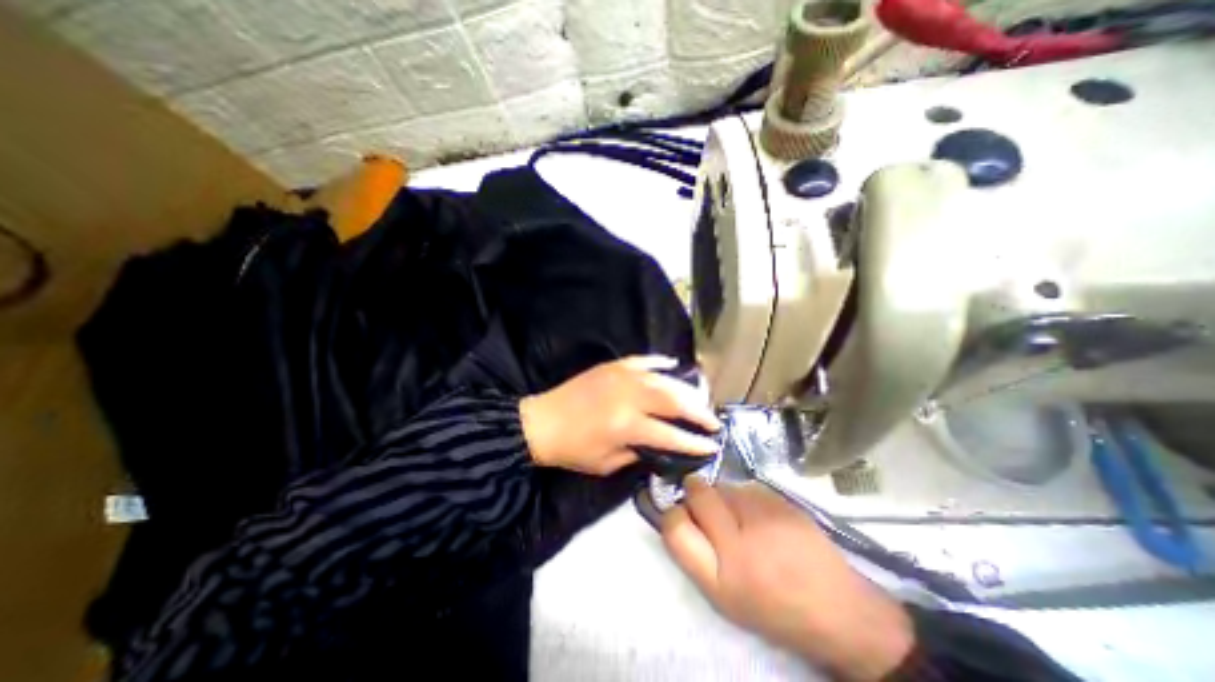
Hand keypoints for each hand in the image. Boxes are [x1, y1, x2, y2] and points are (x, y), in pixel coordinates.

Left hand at [520, 354, 717, 477]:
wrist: (542, 422)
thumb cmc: (572, 450)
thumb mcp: (606, 464)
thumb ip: (638, 453)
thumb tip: (660, 445)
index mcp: (626, 425)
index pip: (670, 434)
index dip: (694, 442)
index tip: (712, 446)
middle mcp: (629, 397)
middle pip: (674, 400)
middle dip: (698, 411)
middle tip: (713, 420)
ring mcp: (621, 377)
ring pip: (663, 379)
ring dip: (685, 389)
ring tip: (699, 399)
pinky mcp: (613, 366)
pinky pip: (642, 360)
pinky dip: (660, 362)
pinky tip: (673, 365)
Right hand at [665, 480, 911, 681]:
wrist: (837, 609)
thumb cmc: (772, 607)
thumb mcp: (724, 598)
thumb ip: (695, 555)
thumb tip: (677, 513)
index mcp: (720, 576)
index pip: (675, 526)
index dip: (671, 515)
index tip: (681, 516)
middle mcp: (739, 541)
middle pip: (697, 493)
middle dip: (694, 492)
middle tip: (705, 506)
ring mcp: (763, 516)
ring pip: (723, 485)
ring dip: (721, 495)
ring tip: (738, 515)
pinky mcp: (782, 501)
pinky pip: (747, 486)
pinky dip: (744, 495)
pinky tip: (759, 513)